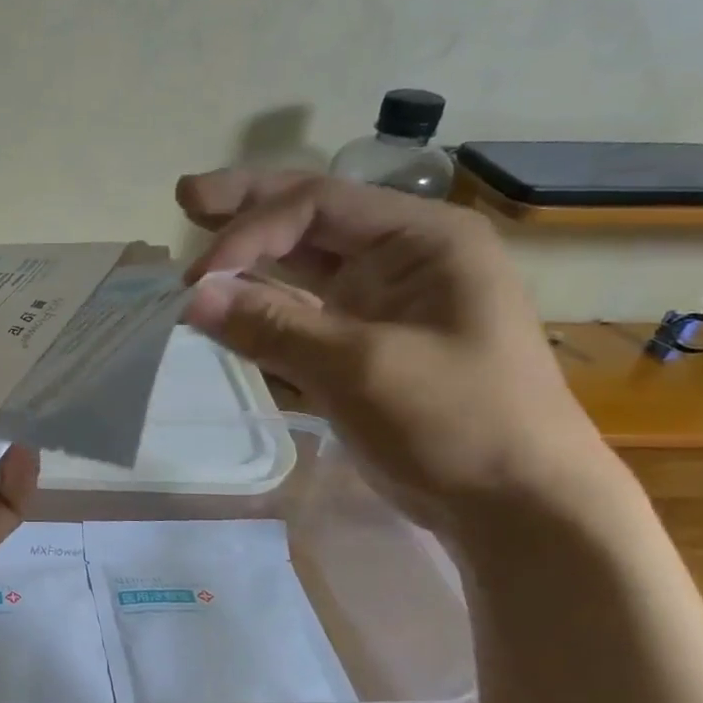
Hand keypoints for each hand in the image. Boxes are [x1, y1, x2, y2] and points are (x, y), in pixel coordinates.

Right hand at [177, 169, 613, 530]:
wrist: (516, 507)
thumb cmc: (457, 422)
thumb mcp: (360, 368)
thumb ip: (272, 326)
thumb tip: (190, 298)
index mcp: (422, 239)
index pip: (316, 206)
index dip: (249, 232)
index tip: (195, 280)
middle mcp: (401, 258)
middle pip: (310, 218)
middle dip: (247, 209)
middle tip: (186, 196)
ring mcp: (381, 301)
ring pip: (301, 264)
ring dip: (249, 257)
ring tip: (198, 236)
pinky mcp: (363, 343)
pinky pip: (300, 311)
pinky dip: (261, 306)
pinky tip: (226, 301)